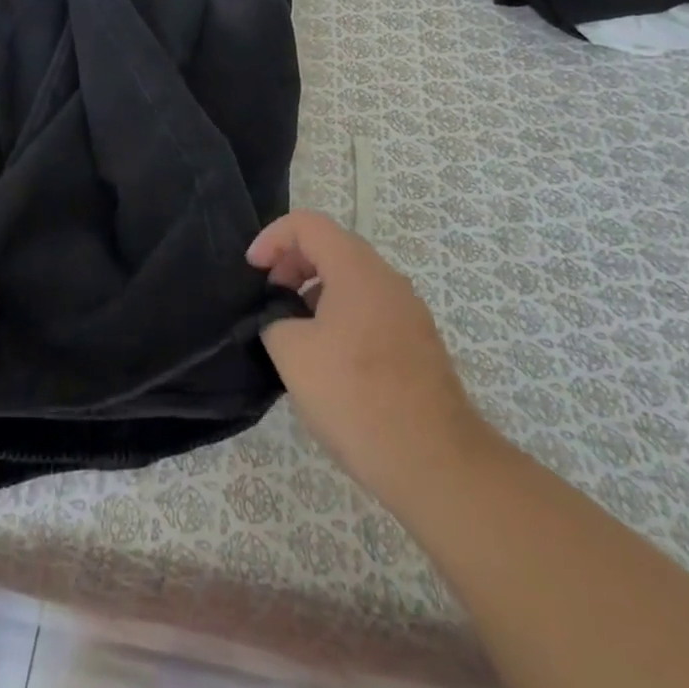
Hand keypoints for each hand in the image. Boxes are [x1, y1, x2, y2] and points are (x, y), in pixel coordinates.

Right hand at [248, 211, 488, 515]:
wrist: (436, 463)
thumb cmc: (356, 397)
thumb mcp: (292, 354)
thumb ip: (274, 321)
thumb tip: (281, 320)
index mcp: (356, 268)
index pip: (307, 224)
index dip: (272, 238)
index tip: (252, 271)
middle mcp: (387, 278)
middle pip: (332, 247)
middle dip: (293, 264)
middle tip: (269, 299)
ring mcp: (408, 311)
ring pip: (352, 281)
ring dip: (316, 292)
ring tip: (294, 333)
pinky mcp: (418, 343)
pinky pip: (370, 310)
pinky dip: (340, 316)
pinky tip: (328, 362)